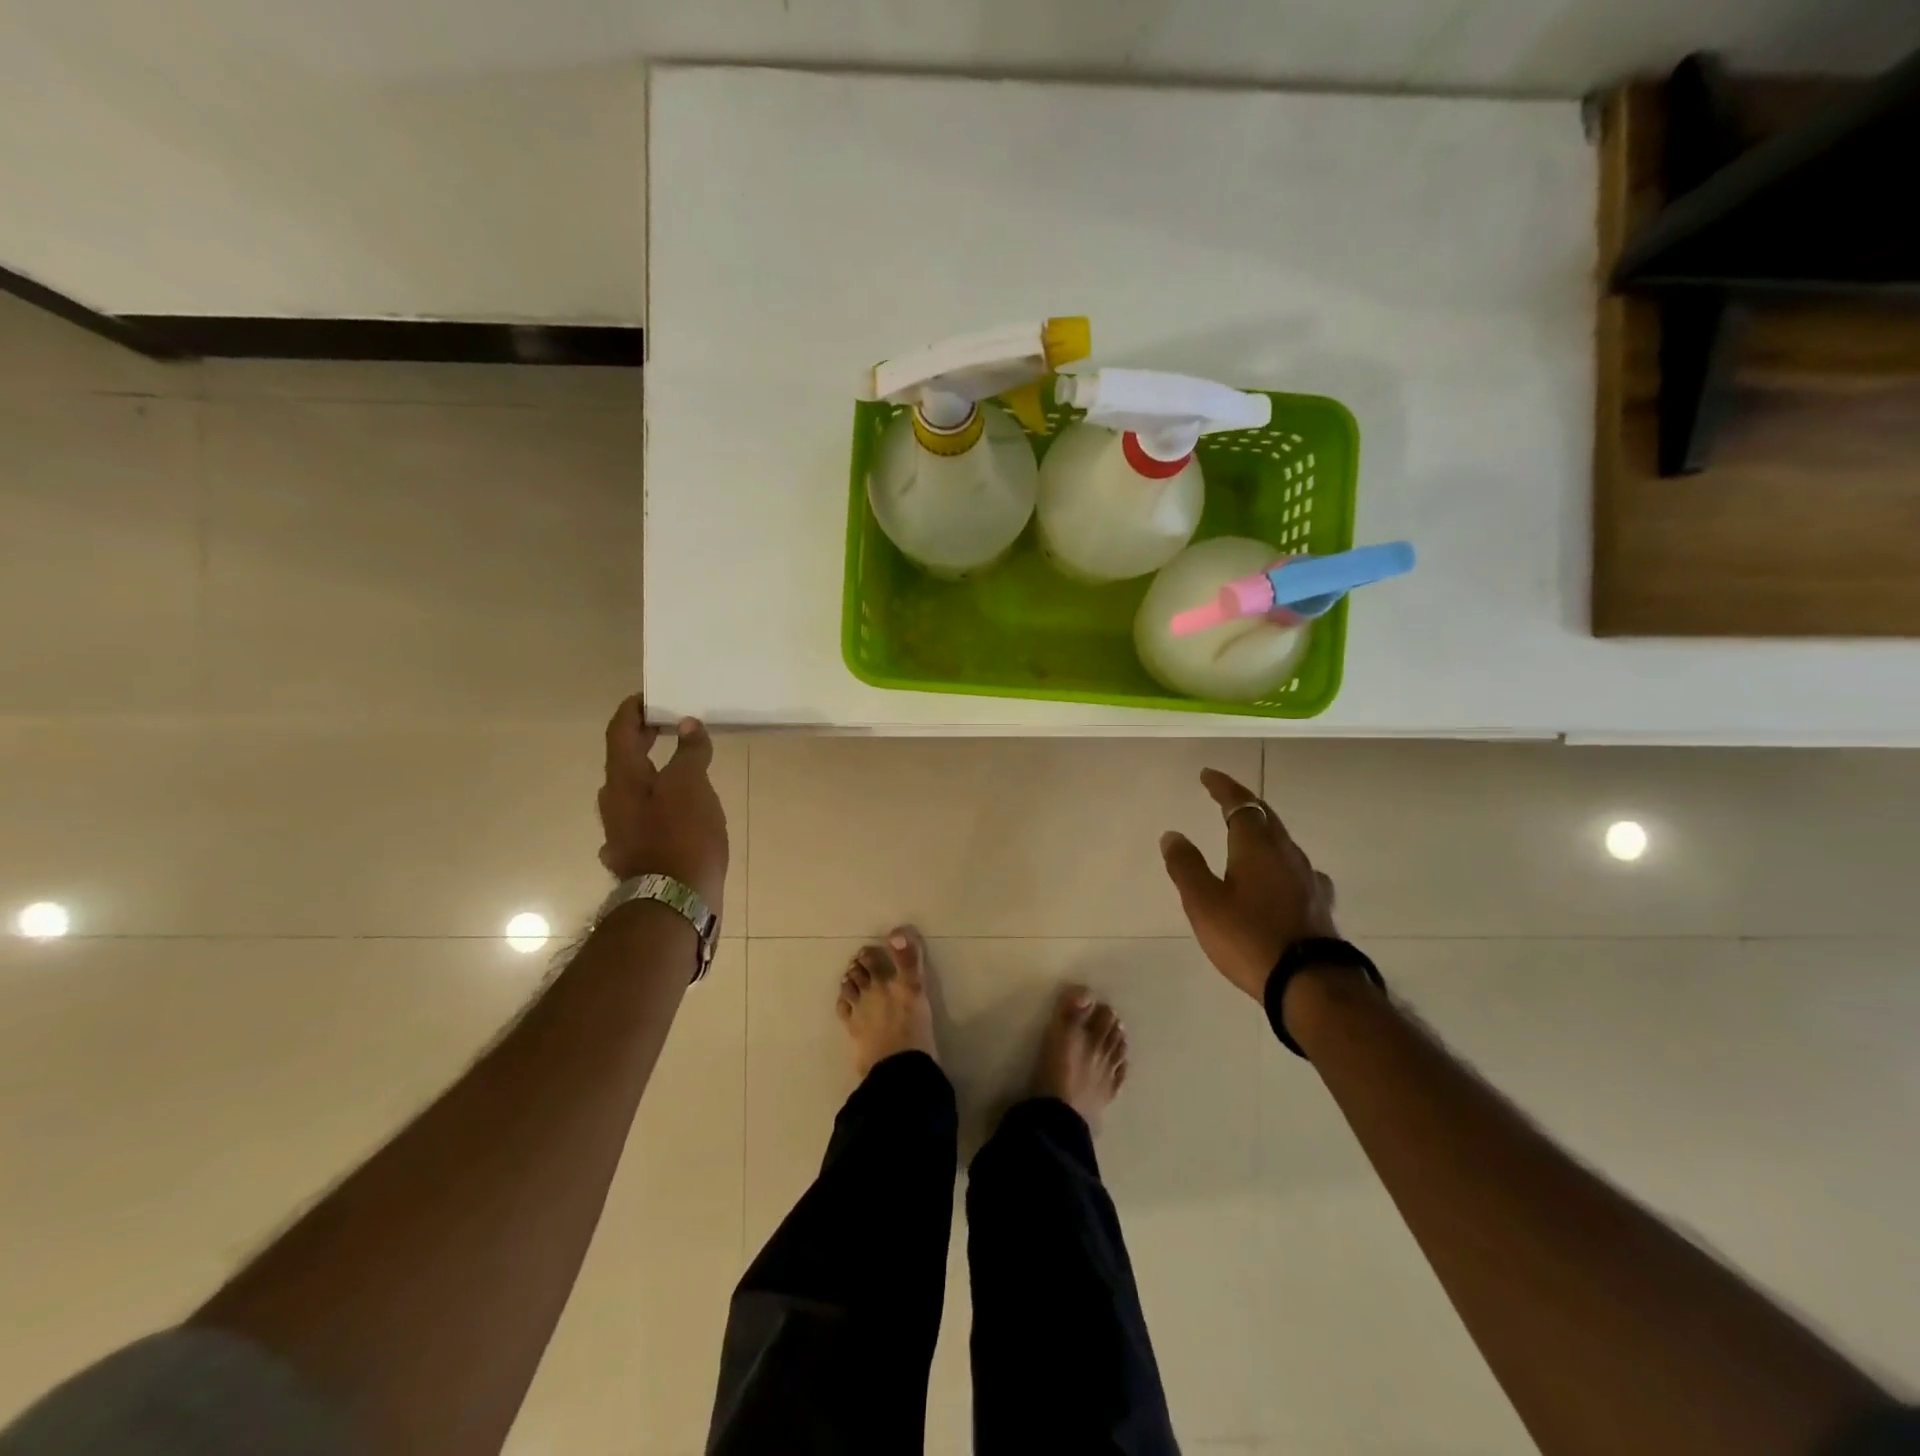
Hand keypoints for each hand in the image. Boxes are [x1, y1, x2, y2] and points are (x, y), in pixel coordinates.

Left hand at [597, 696, 729, 912]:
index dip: (632, 710)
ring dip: (652, 774)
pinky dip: (658, 806)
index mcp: (623, 779)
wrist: (673, 902)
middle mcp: (614, 803)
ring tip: (682, 768)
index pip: (619, 731)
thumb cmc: (682, 836)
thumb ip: (689, 752)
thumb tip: (688, 725)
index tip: (650, 697)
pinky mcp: (636, 856)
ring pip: (633, 792)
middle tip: (670, 726)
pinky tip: (674, 814)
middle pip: (624, 761)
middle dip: (644, 740)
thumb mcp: (692, 785)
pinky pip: (643, 819)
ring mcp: (621, 832)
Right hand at [1159, 768, 1336, 1001]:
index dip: (1223, 786)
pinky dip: (1279, 860)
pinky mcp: (1320, 902)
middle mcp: (1286, 853)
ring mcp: (1308, 877)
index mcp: (1256, 846)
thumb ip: (1186, 866)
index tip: (1207, 775)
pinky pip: (1296, 867)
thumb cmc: (1249, 937)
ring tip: (1247, 833)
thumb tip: (1172, 834)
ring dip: (1262, 830)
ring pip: (1282, 841)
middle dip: (1243, 802)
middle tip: (1224, 795)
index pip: (1240, 804)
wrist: (1310, 983)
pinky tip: (1281, 875)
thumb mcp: (1204, 903)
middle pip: (1266, 816)